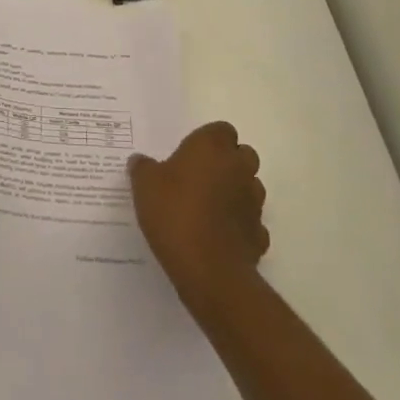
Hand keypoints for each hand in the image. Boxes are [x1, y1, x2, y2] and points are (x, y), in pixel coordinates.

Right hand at [128, 121, 268, 315]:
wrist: (208, 269)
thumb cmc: (174, 213)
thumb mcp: (144, 185)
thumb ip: (143, 168)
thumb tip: (140, 161)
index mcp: (212, 147)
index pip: (221, 130)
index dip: (208, 140)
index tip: (189, 155)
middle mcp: (239, 168)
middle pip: (242, 155)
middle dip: (227, 163)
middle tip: (199, 178)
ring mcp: (254, 202)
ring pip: (250, 187)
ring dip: (235, 192)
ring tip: (208, 208)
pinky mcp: (259, 234)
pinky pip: (251, 222)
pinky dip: (239, 226)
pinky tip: (219, 237)